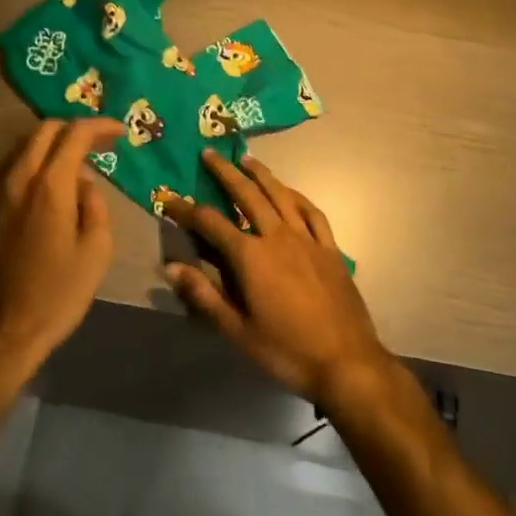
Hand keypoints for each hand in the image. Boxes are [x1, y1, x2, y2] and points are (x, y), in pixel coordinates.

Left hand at [0, 118, 118, 381]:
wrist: (1, 332)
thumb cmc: (56, 295)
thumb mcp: (96, 251)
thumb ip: (95, 205)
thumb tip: (84, 184)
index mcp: (49, 185)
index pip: (75, 134)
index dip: (100, 126)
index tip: (121, 131)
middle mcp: (19, 177)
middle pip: (46, 130)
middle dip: (76, 129)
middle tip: (101, 144)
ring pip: (27, 147)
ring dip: (54, 146)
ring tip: (79, 163)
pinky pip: (14, 168)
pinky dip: (37, 164)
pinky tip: (53, 187)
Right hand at [160, 151, 390, 409]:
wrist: (346, 362)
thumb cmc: (287, 351)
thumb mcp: (238, 331)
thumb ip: (204, 295)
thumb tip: (170, 266)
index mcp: (251, 256)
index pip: (210, 222)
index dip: (186, 209)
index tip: (169, 196)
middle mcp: (277, 236)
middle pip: (247, 194)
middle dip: (225, 172)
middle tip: (209, 153)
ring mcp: (306, 238)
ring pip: (280, 194)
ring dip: (261, 174)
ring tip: (246, 158)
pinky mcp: (329, 248)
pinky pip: (311, 212)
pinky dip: (297, 196)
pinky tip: (289, 191)